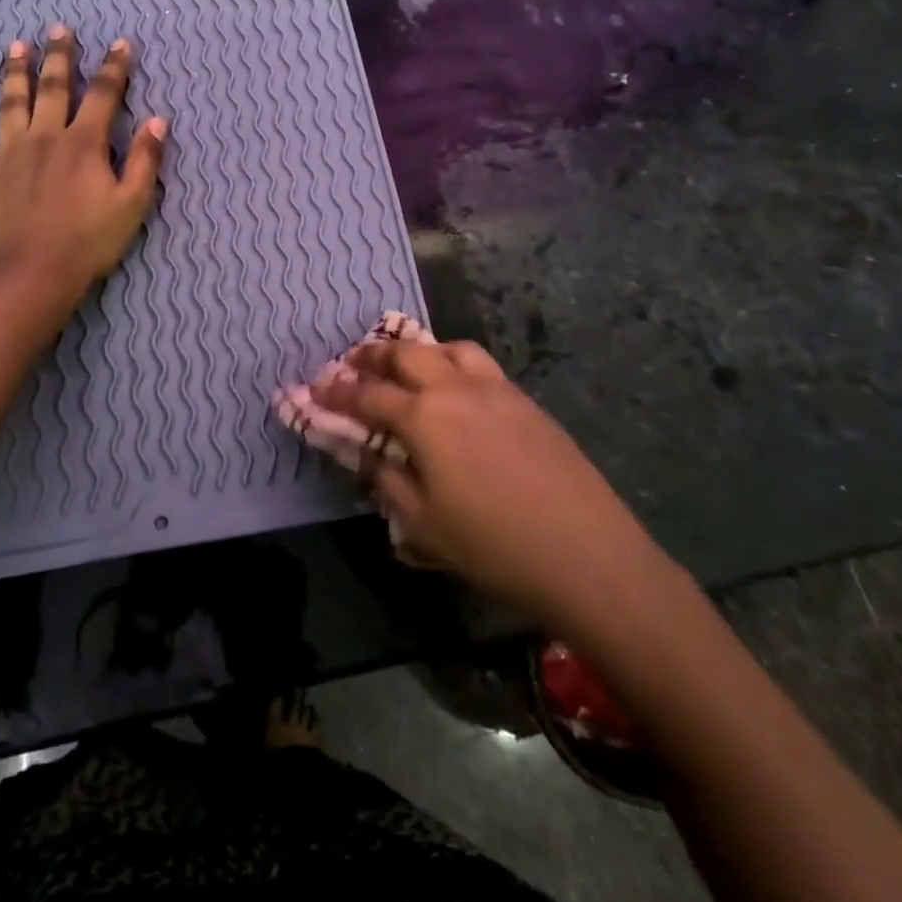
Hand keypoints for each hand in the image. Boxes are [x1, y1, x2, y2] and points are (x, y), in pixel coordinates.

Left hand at [0, 26, 166, 294]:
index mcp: (84, 143)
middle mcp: (45, 136)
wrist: (30, 272)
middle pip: (53, 87)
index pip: (103, 95)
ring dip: (15, 72)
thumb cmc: (88, 241)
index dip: (114, 68)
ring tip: (16, 46)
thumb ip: (145, 160)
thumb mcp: (132, 204)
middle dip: (59, 56)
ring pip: (11, 102)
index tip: (120, 43)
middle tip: (59, 29)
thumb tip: (158, 120)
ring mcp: (8, 151)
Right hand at [317, 338, 659, 616]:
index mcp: (424, 417)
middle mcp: (456, 388)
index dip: (337, 390)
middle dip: (373, 356)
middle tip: (352, 362)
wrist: (585, 553)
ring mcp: (496, 388)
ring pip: (448, 348)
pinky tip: (456, 389)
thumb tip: (365, 456)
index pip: (368, 395)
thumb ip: (386, 481)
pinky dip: (454, 362)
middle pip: (406, 354)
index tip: (315, 385)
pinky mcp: (525, 399)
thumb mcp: (423, 525)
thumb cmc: (493, 545)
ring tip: (406, 366)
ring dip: (419, 351)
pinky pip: (480, 364)